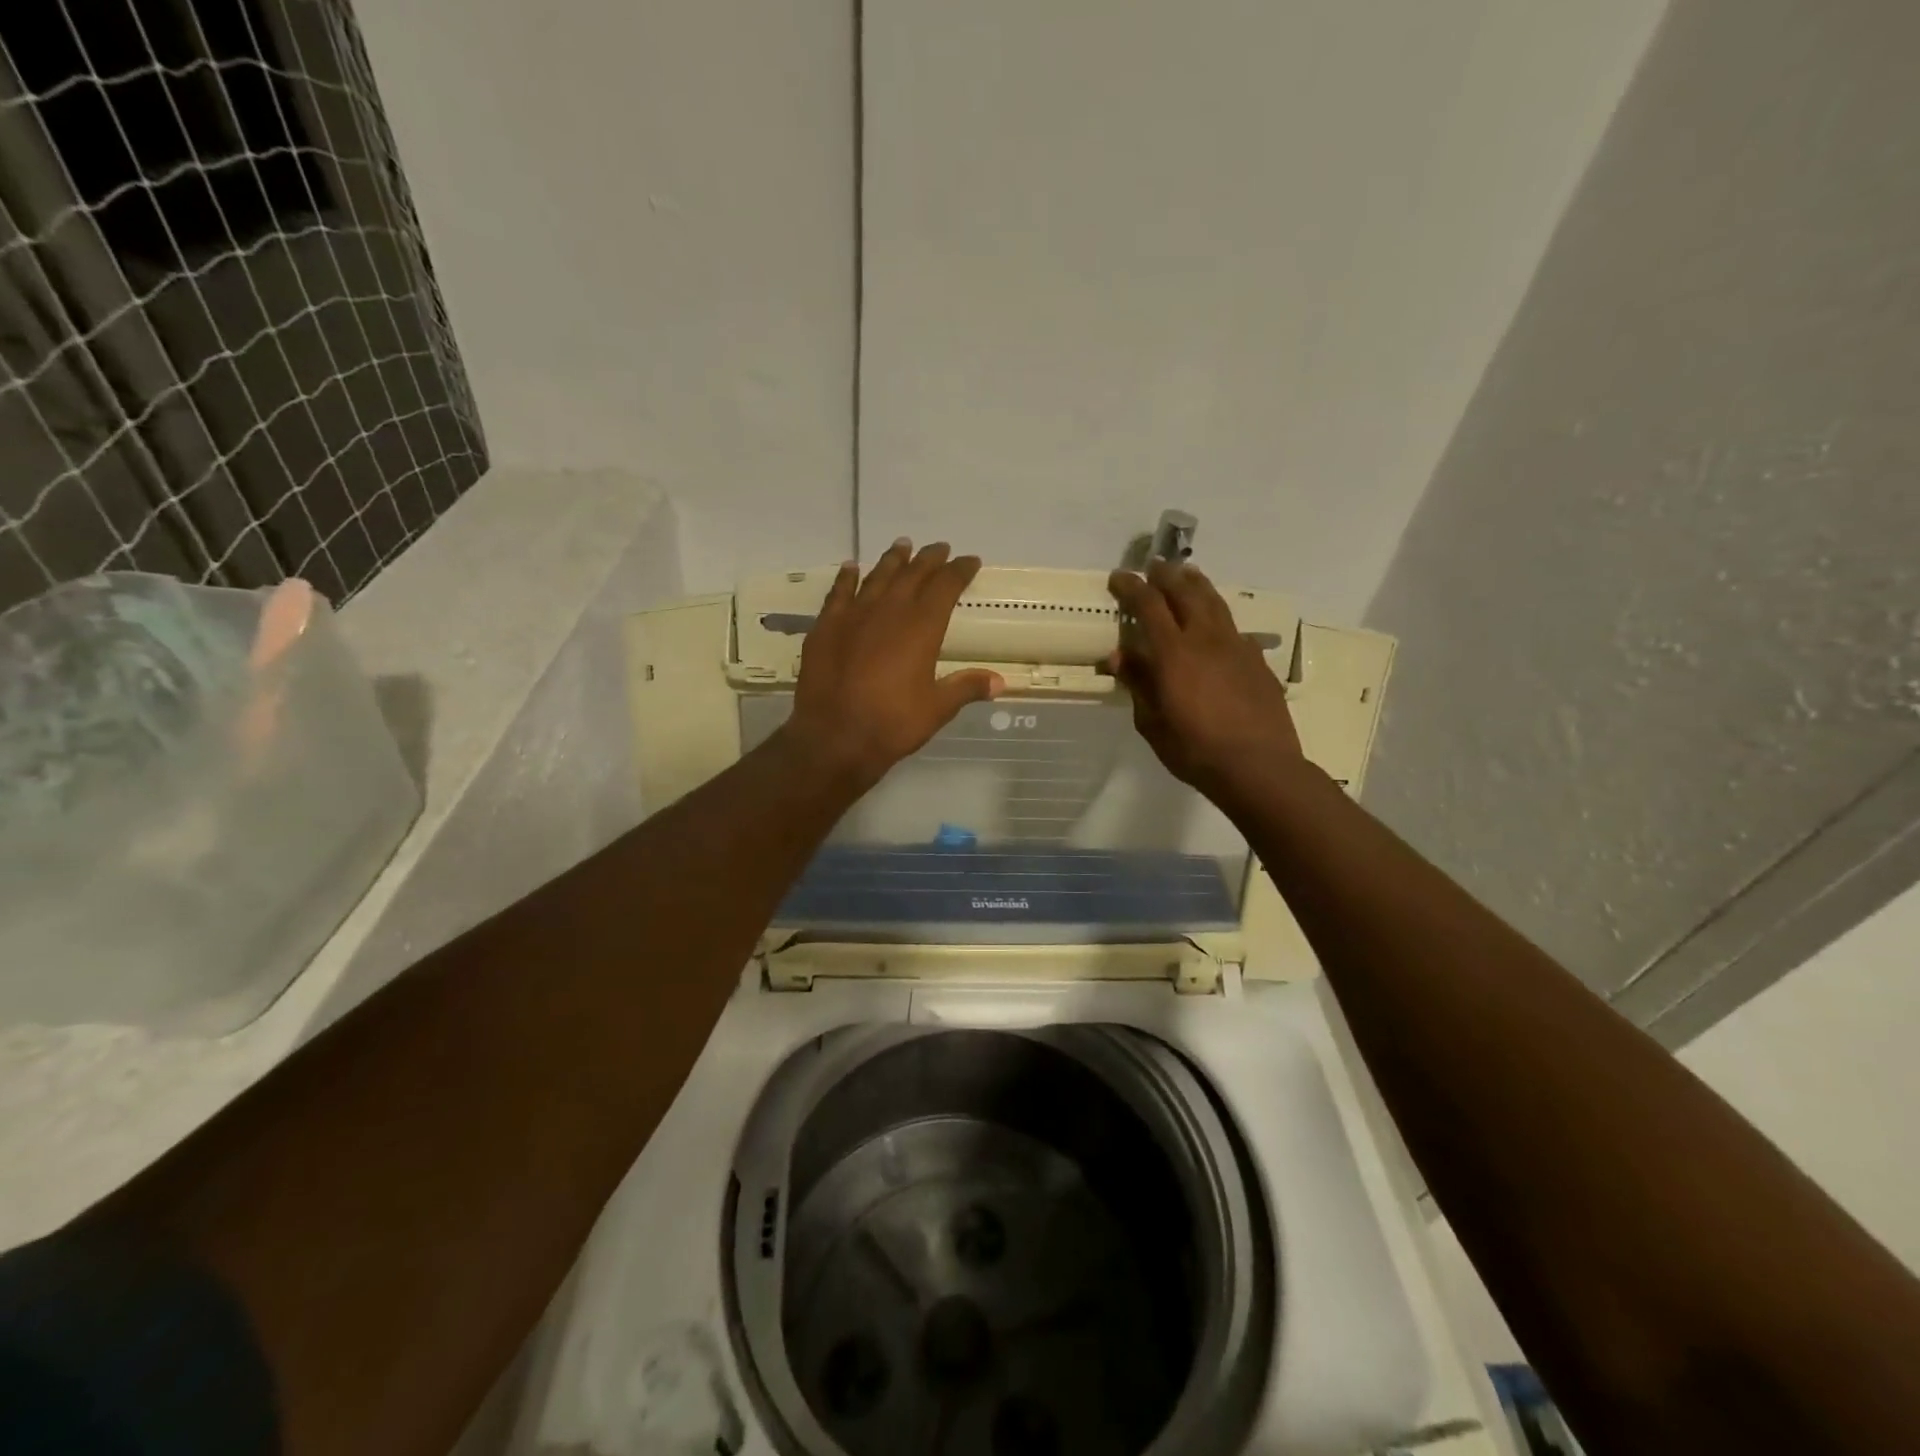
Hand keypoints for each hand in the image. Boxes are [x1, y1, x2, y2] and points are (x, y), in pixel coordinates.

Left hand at [784, 540, 1002, 789]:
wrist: (834, 736)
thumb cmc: (892, 723)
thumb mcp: (937, 709)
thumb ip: (966, 688)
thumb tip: (1000, 682)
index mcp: (922, 627)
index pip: (946, 586)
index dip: (960, 571)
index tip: (970, 561)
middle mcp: (890, 611)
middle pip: (913, 574)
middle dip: (929, 559)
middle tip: (940, 548)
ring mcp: (854, 615)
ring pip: (877, 576)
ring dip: (892, 560)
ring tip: (902, 546)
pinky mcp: (826, 626)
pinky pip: (838, 592)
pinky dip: (847, 577)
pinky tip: (851, 568)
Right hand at [1107, 561, 1302, 797]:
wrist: (1259, 766)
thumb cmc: (1195, 750)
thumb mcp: (1152, 723)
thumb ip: (1138, 684)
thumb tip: (1120, 655)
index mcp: (1174, 653)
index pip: (1149, 605)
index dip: (1131, 587)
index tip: (1118, 576)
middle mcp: (1206, 639)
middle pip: (1185, 592)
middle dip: (1166, 576)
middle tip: (1153, 566)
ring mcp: (1236, 646)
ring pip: (1214, 602)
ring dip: (1196, 584)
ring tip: (1186, 574)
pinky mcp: (1257, 660)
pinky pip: (1233, 627)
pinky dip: (1217, 616)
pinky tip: (1215, 625)